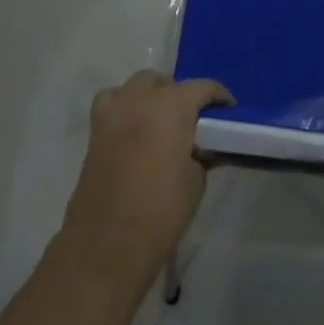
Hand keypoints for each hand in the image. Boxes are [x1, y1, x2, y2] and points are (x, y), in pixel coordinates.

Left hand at [61, 70, 231, 274]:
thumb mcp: (196, 179)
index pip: (202, 87)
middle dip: (180, 93)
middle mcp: (140, 99)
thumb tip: (202, 146)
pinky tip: (135, 131)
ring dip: (150, 96)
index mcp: (171, 105)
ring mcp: (112, 113)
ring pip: (135, 87)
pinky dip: (126, 109)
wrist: (108, 243)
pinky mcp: (94, 132)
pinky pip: (113, 105)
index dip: (219, 97)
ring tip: (162, 122)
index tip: (228, 112)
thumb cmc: (162, 210)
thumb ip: (201, 152)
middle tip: (193, 120)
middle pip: (163, 81)